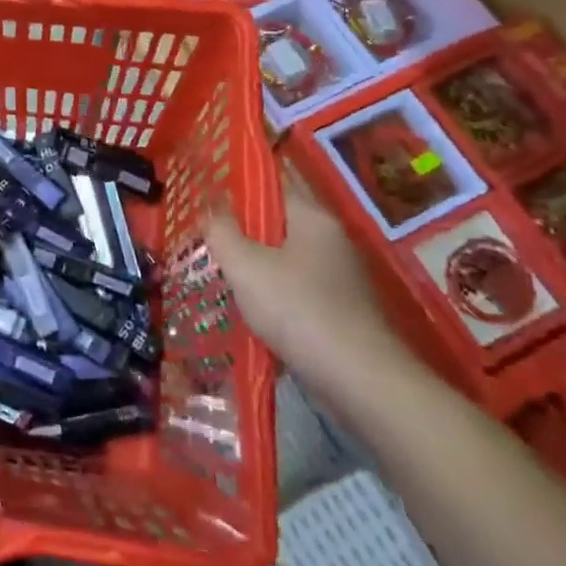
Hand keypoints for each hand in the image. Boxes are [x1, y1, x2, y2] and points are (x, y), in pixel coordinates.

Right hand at [205, 162, 413, 398]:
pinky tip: (249, 312)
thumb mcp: (246, 266)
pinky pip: (297, 291)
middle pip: (277, 222)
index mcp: (312, 217)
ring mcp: (340, 277)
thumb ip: (222, 231)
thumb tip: (210, 206)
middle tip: (204, 237)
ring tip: (218, 275)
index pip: (272, 183)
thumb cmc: (299, 310)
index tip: (206, 194)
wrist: (361, 382)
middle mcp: (331, 239)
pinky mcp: (342, 311)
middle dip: (242, 230)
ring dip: (255, 267)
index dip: (237, 185)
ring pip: (285, 259)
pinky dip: (273, 297)